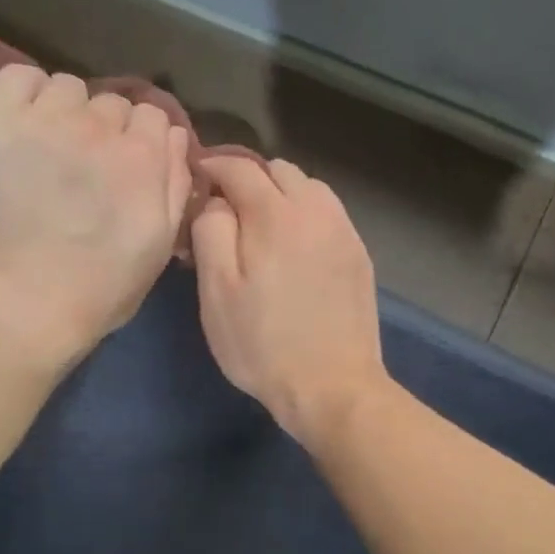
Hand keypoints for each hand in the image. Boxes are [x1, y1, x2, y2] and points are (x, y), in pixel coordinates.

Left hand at [0, 65, 191, 368]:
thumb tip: (175, 137)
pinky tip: (20, 126)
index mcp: (145, 157)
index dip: (141, 144)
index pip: (154, 117)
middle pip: (112, 103)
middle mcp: (100, 126)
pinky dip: (22, 94)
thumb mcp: (158, 248)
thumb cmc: (97, 292)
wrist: (20, 309)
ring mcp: (46, 119)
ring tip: (48, 150)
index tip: (124, 172)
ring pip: (67, 87)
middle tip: (83, 171)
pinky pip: (16, 77)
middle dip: (104, 132)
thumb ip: (175, 186)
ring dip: (65, 112)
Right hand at [191, 156, 388, 448]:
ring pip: (308, 188)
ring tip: (262, 227)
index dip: (212, 167)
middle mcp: (315, 210)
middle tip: (226, 209)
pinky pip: (328, 214)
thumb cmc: (262, 344)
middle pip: (278, 170)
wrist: (332, 386)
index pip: (239, 167)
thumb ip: (211, 232)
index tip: (196, 179)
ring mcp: (343, 231)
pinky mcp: (359, 254)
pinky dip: (305, 215)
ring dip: (280, 194)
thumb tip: (216, 202)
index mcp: (275, 215)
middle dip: (247, 178)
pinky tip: (294, 247)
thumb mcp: (217, 292)